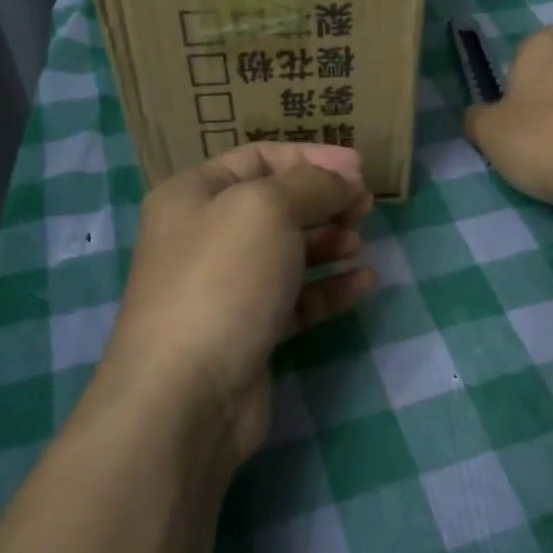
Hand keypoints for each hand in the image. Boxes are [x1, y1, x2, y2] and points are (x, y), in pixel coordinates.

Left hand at [94, 142, 376, 464]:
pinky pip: (294, 298)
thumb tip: (342, 179)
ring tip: (359, 242)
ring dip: (327, 242)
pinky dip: (328, 287)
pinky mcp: (247, 331)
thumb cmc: (223, 280)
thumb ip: (311, 184)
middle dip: (323, 200)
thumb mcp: (267, 209)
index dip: (311, 158)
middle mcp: (204, 236)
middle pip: (274, 205)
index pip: (259, 159)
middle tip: (366, 205)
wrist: (187, 394)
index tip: (360, 168)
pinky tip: (363, 282)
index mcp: (193, 195)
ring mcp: (224, 288)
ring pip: (285, 252)